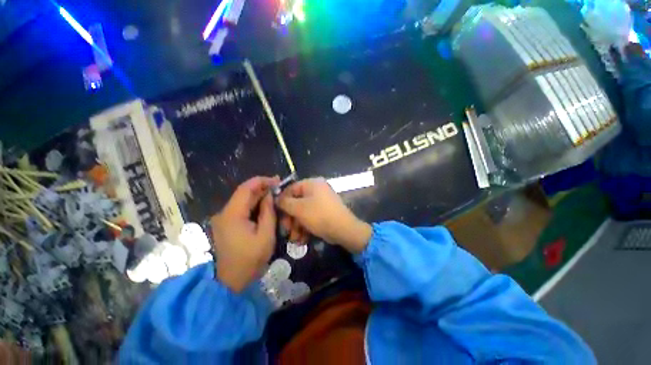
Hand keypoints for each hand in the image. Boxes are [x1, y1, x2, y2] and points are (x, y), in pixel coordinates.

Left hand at [211, 176, 279, 291]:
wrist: (232, 281)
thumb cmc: (251, 259)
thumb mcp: (265, 235)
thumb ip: (268, 212)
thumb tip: (269, 195)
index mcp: (233, 214)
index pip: (246, 188)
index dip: (262, 181)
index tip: (277, 180)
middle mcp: (225, 213)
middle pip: (244, 193)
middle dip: (262, 187)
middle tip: (279, 186)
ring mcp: (224, 218)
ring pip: (243, 200)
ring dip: (259, 195)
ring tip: (275, 193)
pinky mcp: (227, 224)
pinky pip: (242, 208)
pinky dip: (254, 204)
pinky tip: (265, 204)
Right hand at [276, 178, 372, 253]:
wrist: (343, 229)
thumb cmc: (319, 215)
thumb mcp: (299, 208)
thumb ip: (285, 202)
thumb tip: (277, 199)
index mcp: (312, 184)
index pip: (291, 188)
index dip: (282, 200)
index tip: (276, 213)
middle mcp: (317, 190)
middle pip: (297, 202)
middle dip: (290, 218)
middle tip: (286, 229)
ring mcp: (322, 201)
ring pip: (303, 212)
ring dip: (297, 226)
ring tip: (295, 239)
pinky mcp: (324, 212)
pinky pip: (311, 217)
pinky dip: (305, 227)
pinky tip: (302, 239)